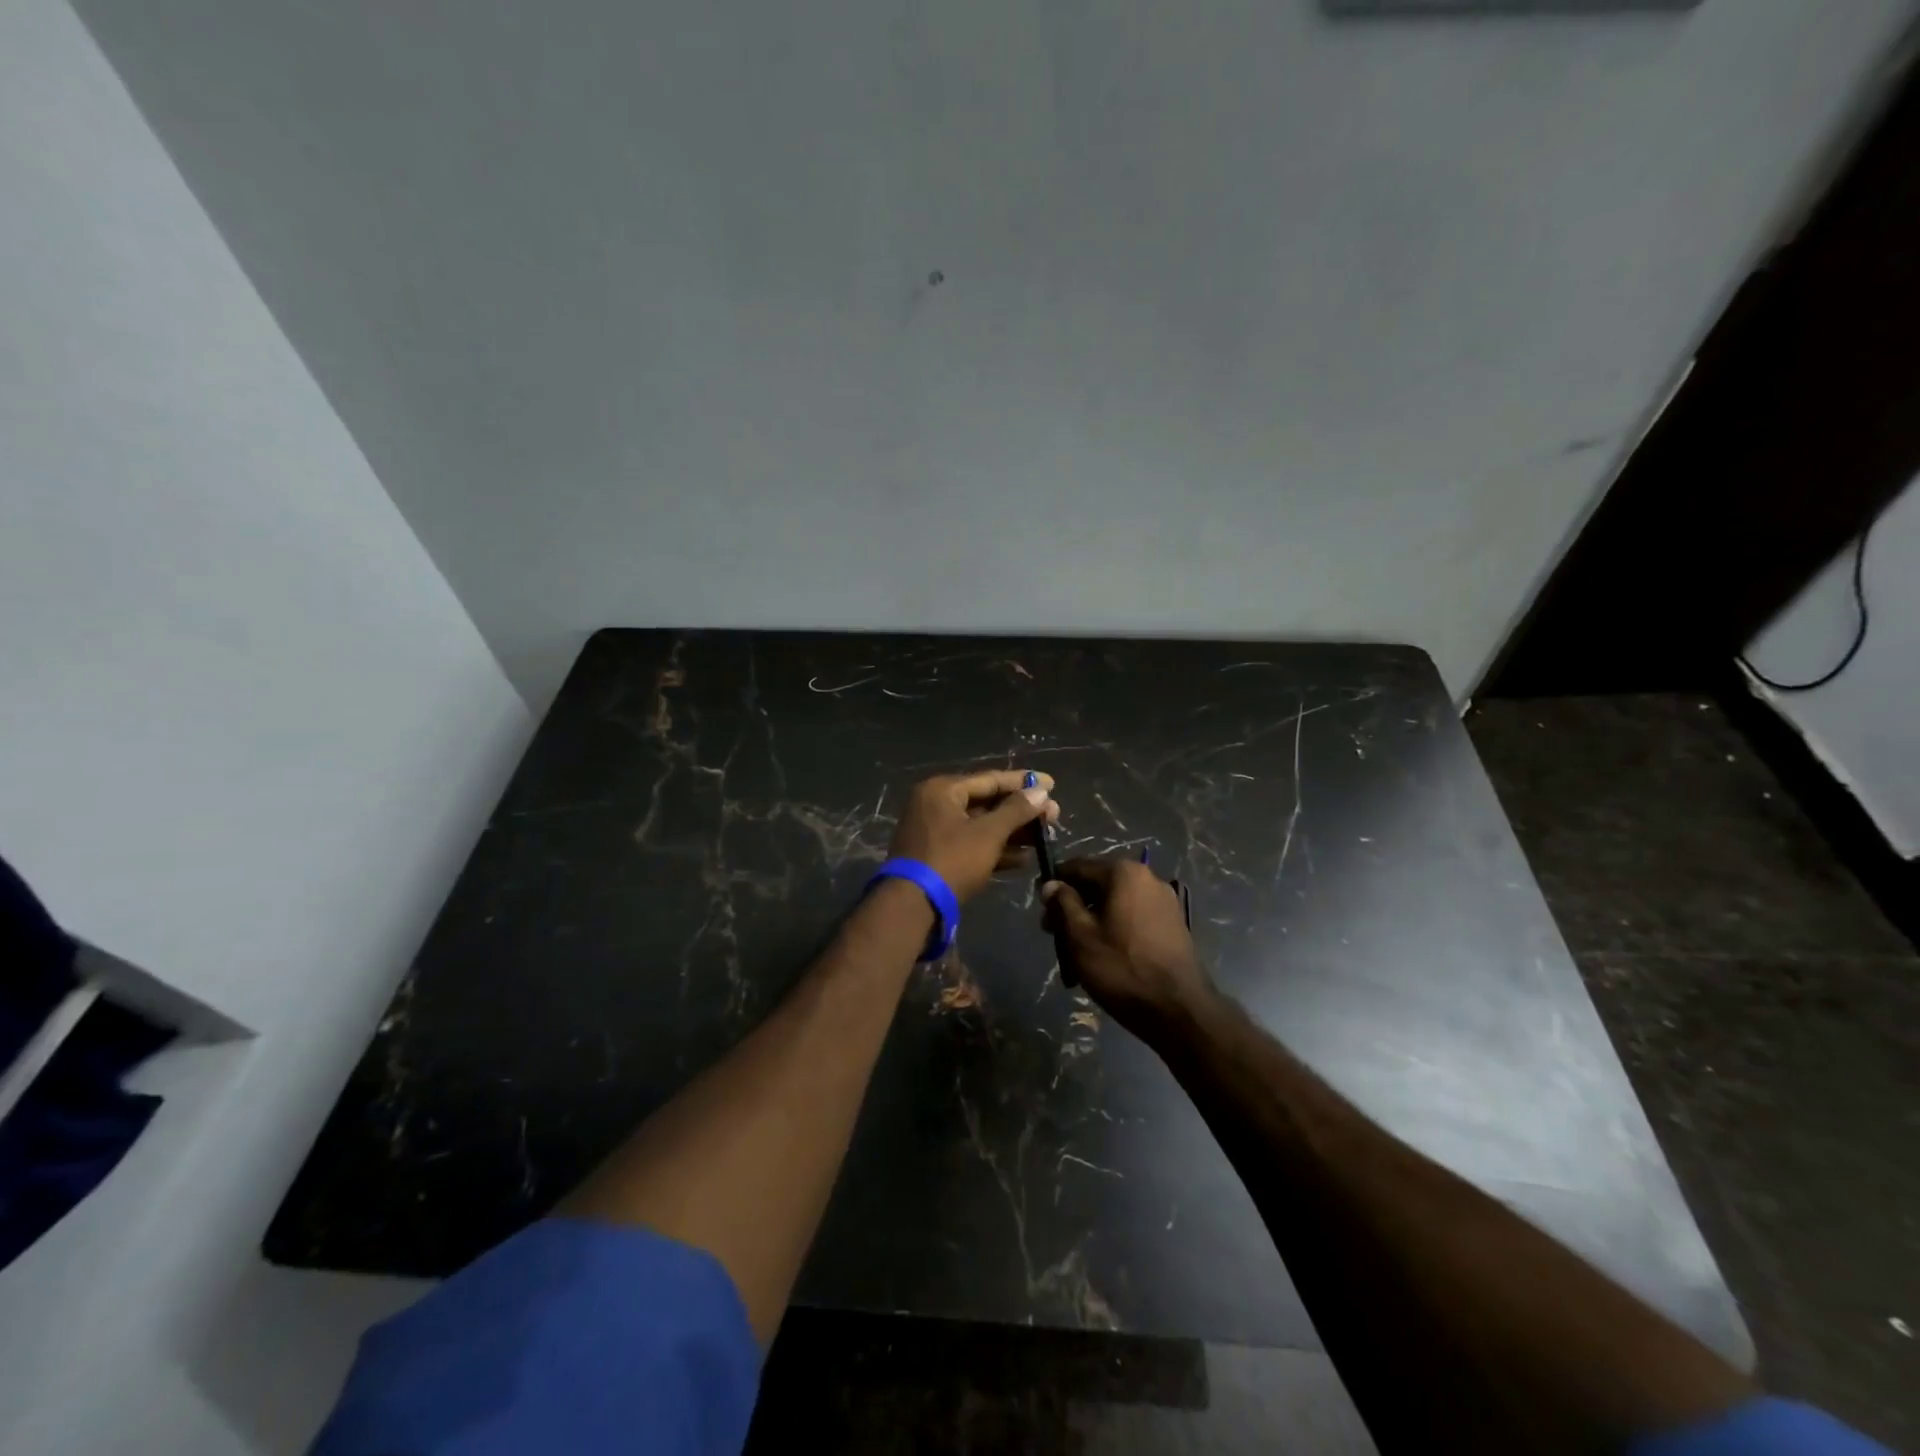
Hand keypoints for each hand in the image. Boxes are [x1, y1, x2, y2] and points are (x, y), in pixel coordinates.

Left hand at [889, 770, 1058, 902]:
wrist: (912, 906)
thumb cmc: (952, 861)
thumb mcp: (988, 834)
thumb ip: (1016, 810)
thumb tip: (1041, 790)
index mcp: (942, 790)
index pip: (990, 779)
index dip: (1023, 782)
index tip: (1052, 784)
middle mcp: (935, 804)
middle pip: (986, 802)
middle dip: (1020, 811)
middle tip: (1053, 816)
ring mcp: (934, 831)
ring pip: (980, 825)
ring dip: (1012, 832)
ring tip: (1044, 837)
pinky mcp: (937, 856)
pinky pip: (971, 844)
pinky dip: (995, 849)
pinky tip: (1023, 859)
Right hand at [1041, 858, 1215, 1042]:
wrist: (1179, 1011)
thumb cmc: (1122, 968)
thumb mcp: (1080, 936)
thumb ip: (1063, 903)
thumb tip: (1051, 884)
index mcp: (1124, 873)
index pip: (1077, 867)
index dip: (1054, 887)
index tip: (1041, 910)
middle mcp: (1148, 878)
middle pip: (1097, 885)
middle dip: (1074, 908)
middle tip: (1055, 937)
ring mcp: (1165, 902)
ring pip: (1115, 904)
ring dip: (1093, 922)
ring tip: (1078, 955)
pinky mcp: (1173, 925)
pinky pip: (1133, 919)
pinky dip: (1115, 931)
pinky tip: (1105, 958)